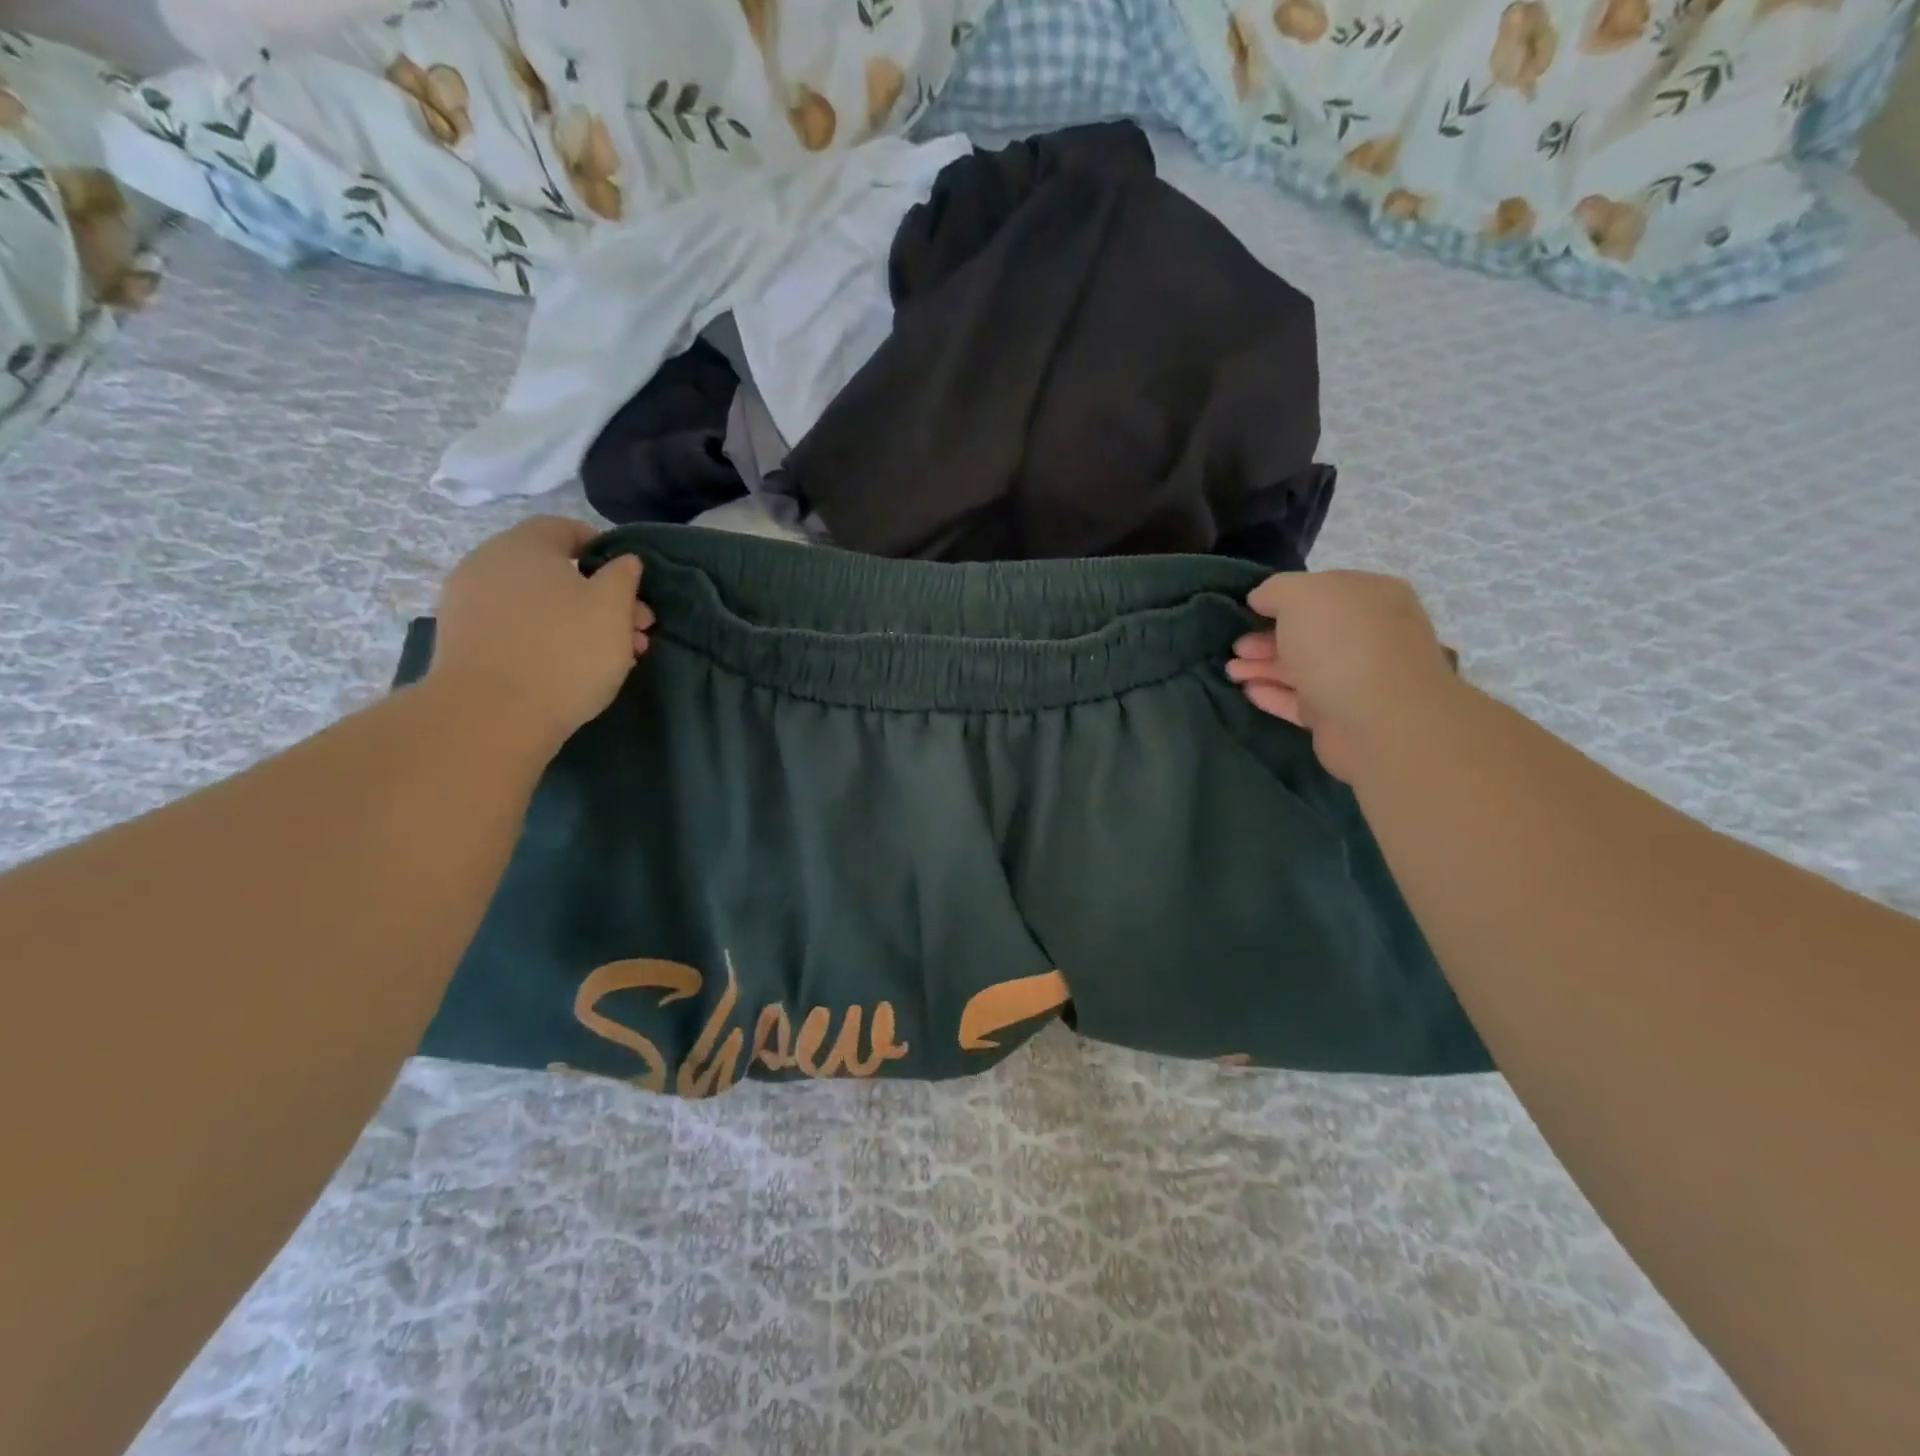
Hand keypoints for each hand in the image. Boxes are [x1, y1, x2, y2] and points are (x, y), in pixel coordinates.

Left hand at [429, 517, 653, 752]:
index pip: (566, 529)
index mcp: (525, 545)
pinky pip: (516, 629)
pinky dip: (546, 640)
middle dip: (601, 597)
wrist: (492, 714)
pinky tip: (571, 669)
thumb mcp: (613, 608)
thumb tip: (623, 560)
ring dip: (578, 622)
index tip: (630, 582)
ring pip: (538, 604)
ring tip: (612, 658)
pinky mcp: (463, 642)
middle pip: (555, 572)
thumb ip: (623, 576)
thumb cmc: (566, 650)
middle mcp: (488, 564)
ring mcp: (469, 604)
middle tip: (635, 631)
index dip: (604, 550)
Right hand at [1226, 571, 1455, 783]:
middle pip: (1309, 632)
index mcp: (1369, 596)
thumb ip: (1275, 590)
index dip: (1283, 599)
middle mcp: (1368, 634)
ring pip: (1301, 667)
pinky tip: (1248, 691)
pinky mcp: (1340, 715)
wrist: (1379, 720)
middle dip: (1267, 637)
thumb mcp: (1300, 595)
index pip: (1321, 590)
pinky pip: (1301, 700)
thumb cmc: (1340, 643)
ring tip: (1230, 671)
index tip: (1248, 609)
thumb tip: (1261, 599)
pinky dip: (1274, 694)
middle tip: (1235, 646)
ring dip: (1264, 667)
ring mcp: (1356, 677)